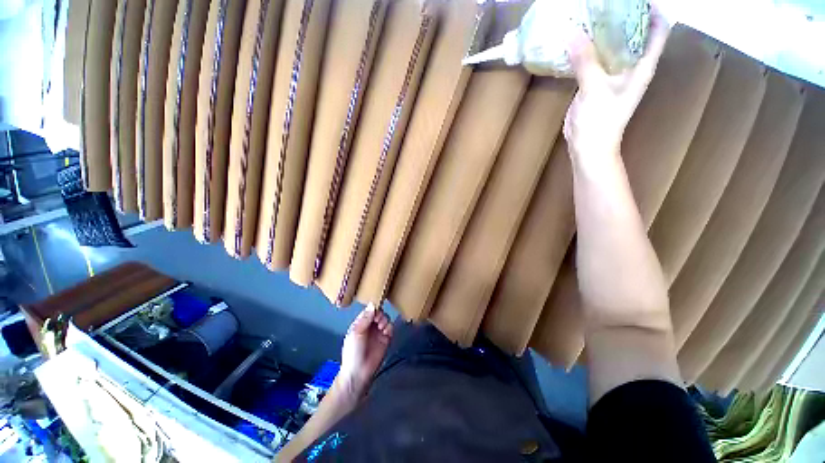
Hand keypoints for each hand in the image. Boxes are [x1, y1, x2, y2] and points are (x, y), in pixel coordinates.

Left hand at [337, 303, 392, 401]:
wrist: (359, 372)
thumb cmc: (353, 351)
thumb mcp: (356, 332)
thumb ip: (365, 318)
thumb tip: (372, 304)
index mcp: (360, 323)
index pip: (369, 310)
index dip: (373, 308)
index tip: (375, 311)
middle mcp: (370, 326)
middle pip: (379, 313)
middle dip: (380, 314)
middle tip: (378, 321)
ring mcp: (379, 332)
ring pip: (386, 319)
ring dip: (385, 320)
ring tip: (381, 327)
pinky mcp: (386, 339)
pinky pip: (391, 328)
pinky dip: (389, 328)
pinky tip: (385, 332)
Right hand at [563, 7, 669, 158]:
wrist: (588, 146)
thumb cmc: (600, 121)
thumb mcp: (594, 90)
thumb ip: (585, 62)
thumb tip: (572, 33)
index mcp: (642, 65)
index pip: (657, 29)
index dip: (652, 10)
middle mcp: (631, 66)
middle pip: (634, 33)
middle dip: (622, 16)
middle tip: (604, 4)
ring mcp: (613, 74)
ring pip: (612, 45)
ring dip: (602, 31)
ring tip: (588, 16)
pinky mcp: (596, 82)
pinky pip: (594, 59)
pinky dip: (588, 49)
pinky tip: (576, 41)